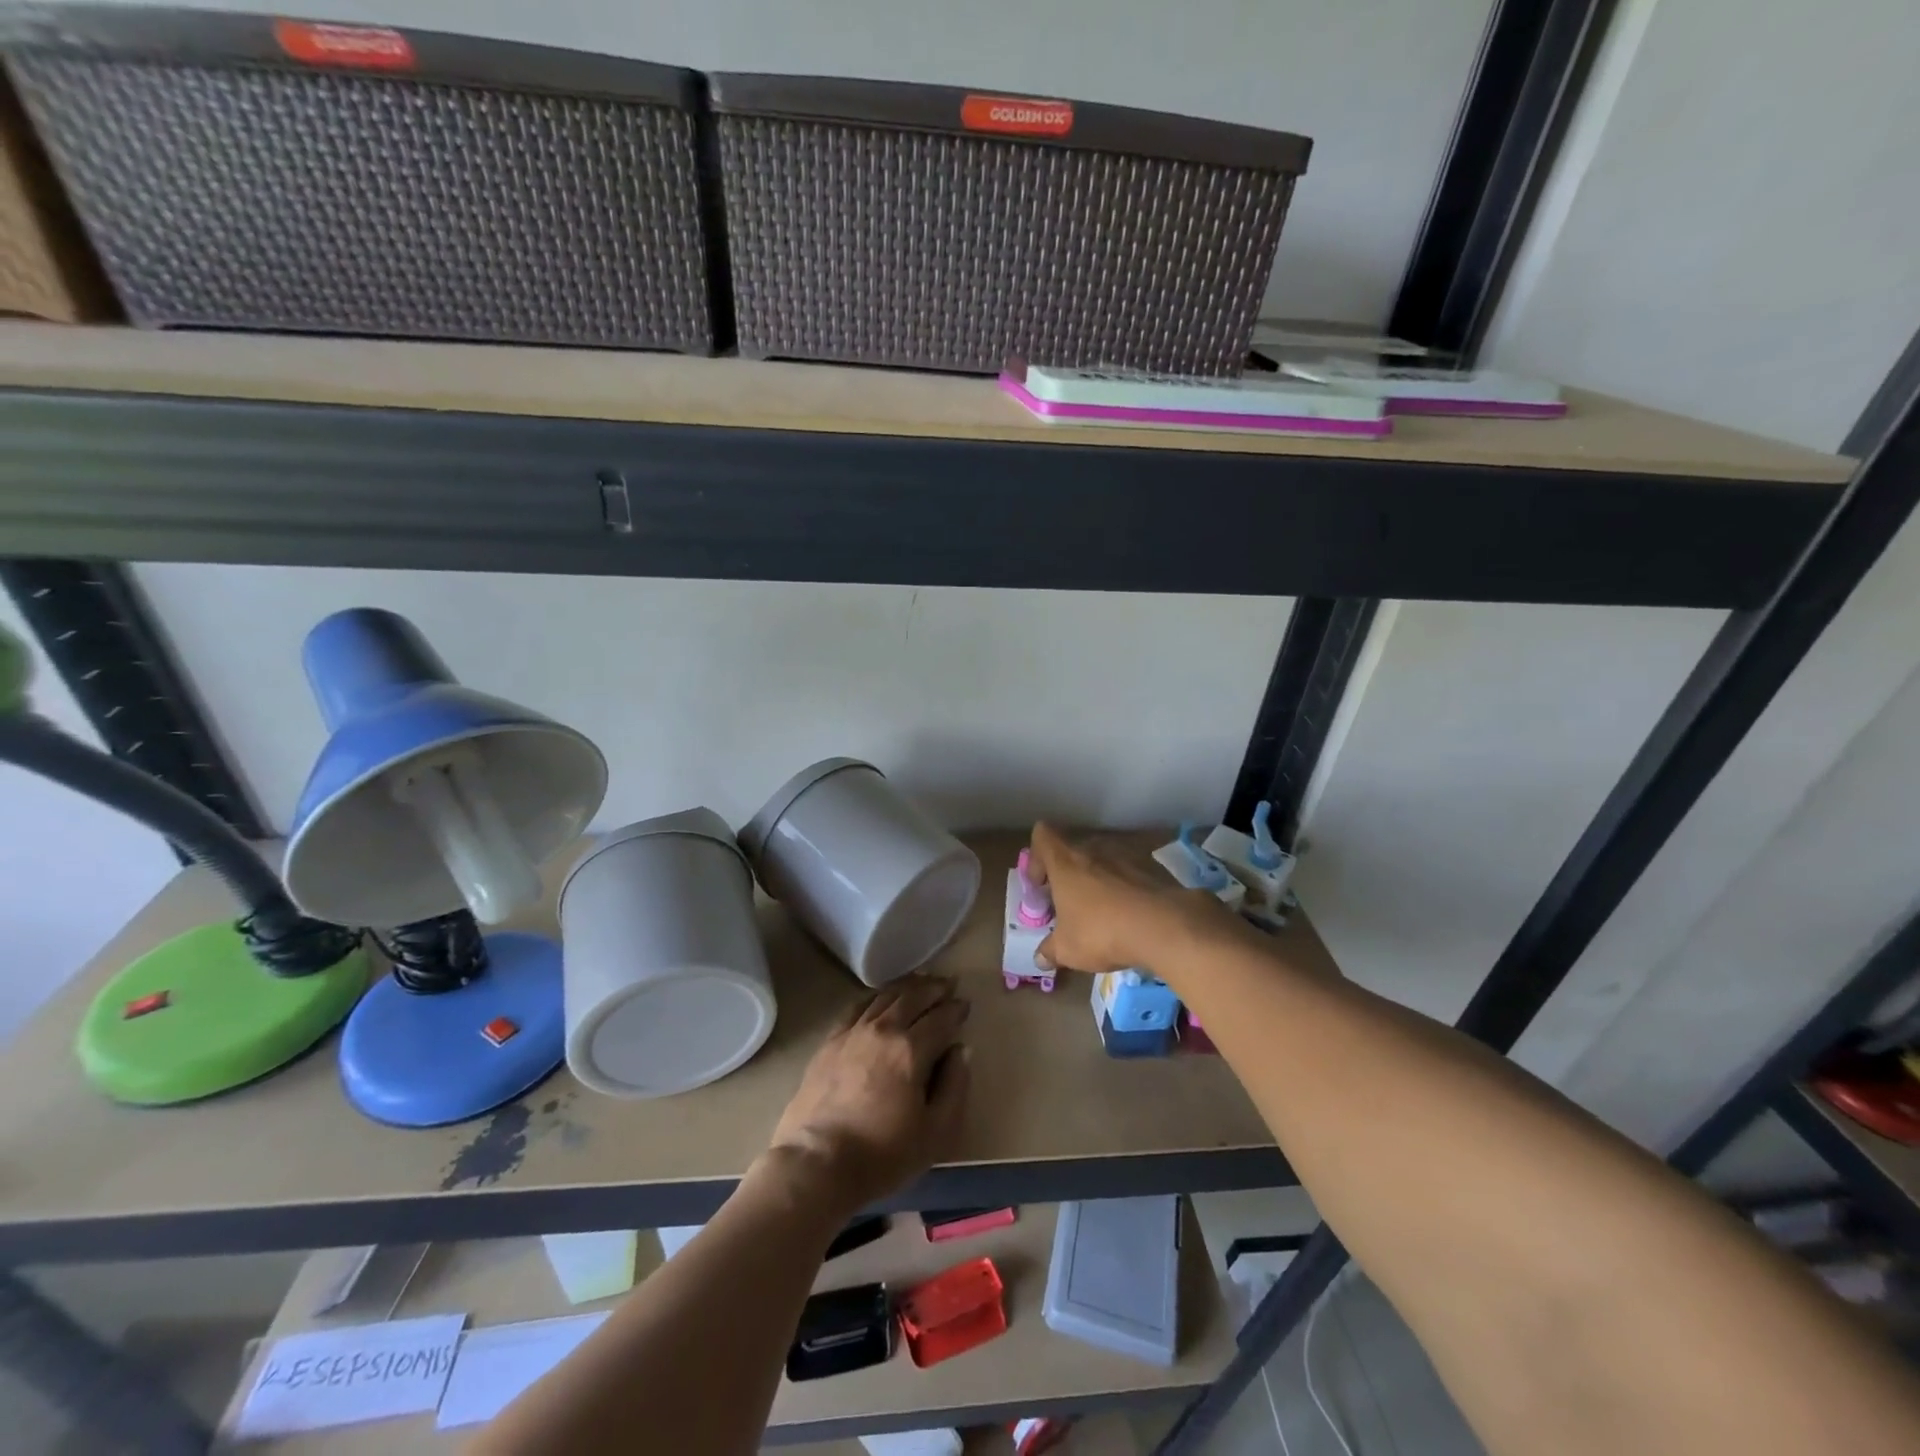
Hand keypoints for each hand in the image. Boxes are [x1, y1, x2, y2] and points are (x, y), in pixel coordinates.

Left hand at [766, 975, 971, 1213]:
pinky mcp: (830, 1041)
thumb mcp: (935, 1133)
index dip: (956, 1010)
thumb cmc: (882, 1154)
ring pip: (884, 996)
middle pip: (913, 997)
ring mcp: (853, 1032)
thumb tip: (961, 1050)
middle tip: (947, 984)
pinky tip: (879, 998)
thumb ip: (954, 1087)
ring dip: (906, 986)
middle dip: (934, 988)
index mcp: (912, 1050)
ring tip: (919, 983)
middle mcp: (883, 1030)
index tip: (965, 1004)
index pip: (941, 1018)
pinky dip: (875, 997)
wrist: (817, 1164)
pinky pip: (857, 1007)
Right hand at [1026, 822, 1240, 976]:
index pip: (1043, 836)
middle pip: (1074, 850)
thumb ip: (1050, 951)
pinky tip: (1131, 917)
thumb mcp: (1068, 949)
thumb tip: (1040, 957)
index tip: (1042, 885)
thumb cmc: (1102, 932)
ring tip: (1103, 913)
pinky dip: (1126, 889)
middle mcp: (1094, 850)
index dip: (1037, 857)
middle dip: (1069, 875)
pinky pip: (1130, 874)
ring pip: (1103, 861)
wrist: (1164, 927)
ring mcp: (1126, 856)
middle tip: (1070, 905)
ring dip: (1099, 881)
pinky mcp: (1153, 869)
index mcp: (1066, 862)